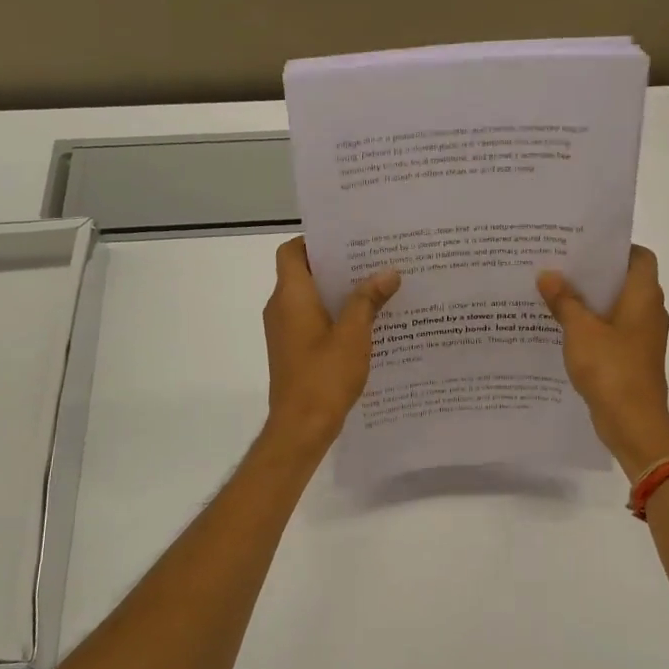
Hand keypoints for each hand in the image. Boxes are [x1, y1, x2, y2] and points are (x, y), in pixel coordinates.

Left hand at [262, 237, 399, 453]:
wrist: (300, 427)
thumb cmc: (324, 377)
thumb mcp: (354, 336)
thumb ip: (368, 300)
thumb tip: (388, 272)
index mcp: (290, 296)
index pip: (291, 251)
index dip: (315, 241)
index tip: (348, 241)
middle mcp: (281, 308)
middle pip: (303, 273)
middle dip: (337, 266)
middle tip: (373, 261)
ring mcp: (284, 331)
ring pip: (309, 298)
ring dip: (338, 292)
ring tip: (376, 289)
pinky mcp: (292, 351)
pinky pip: (311, 320)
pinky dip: (333, 315)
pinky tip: (365, 324)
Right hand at [538, 245, 668, 475]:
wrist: (633, 422)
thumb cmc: (611, 368)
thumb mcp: (580, 330)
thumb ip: (564, 300)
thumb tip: (548, 274)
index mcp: (644, 296)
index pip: (640, 256)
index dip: (616, 247)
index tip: (584, 245)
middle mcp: (649, 311)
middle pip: (624, 281)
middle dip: (593, 274)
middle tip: (559, 265)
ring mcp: (642, 337)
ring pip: (615, 307)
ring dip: (589, 301)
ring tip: (553, 292)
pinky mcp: (632, 358)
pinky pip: (611, 331)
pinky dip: (591, 326)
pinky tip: (562, 328)